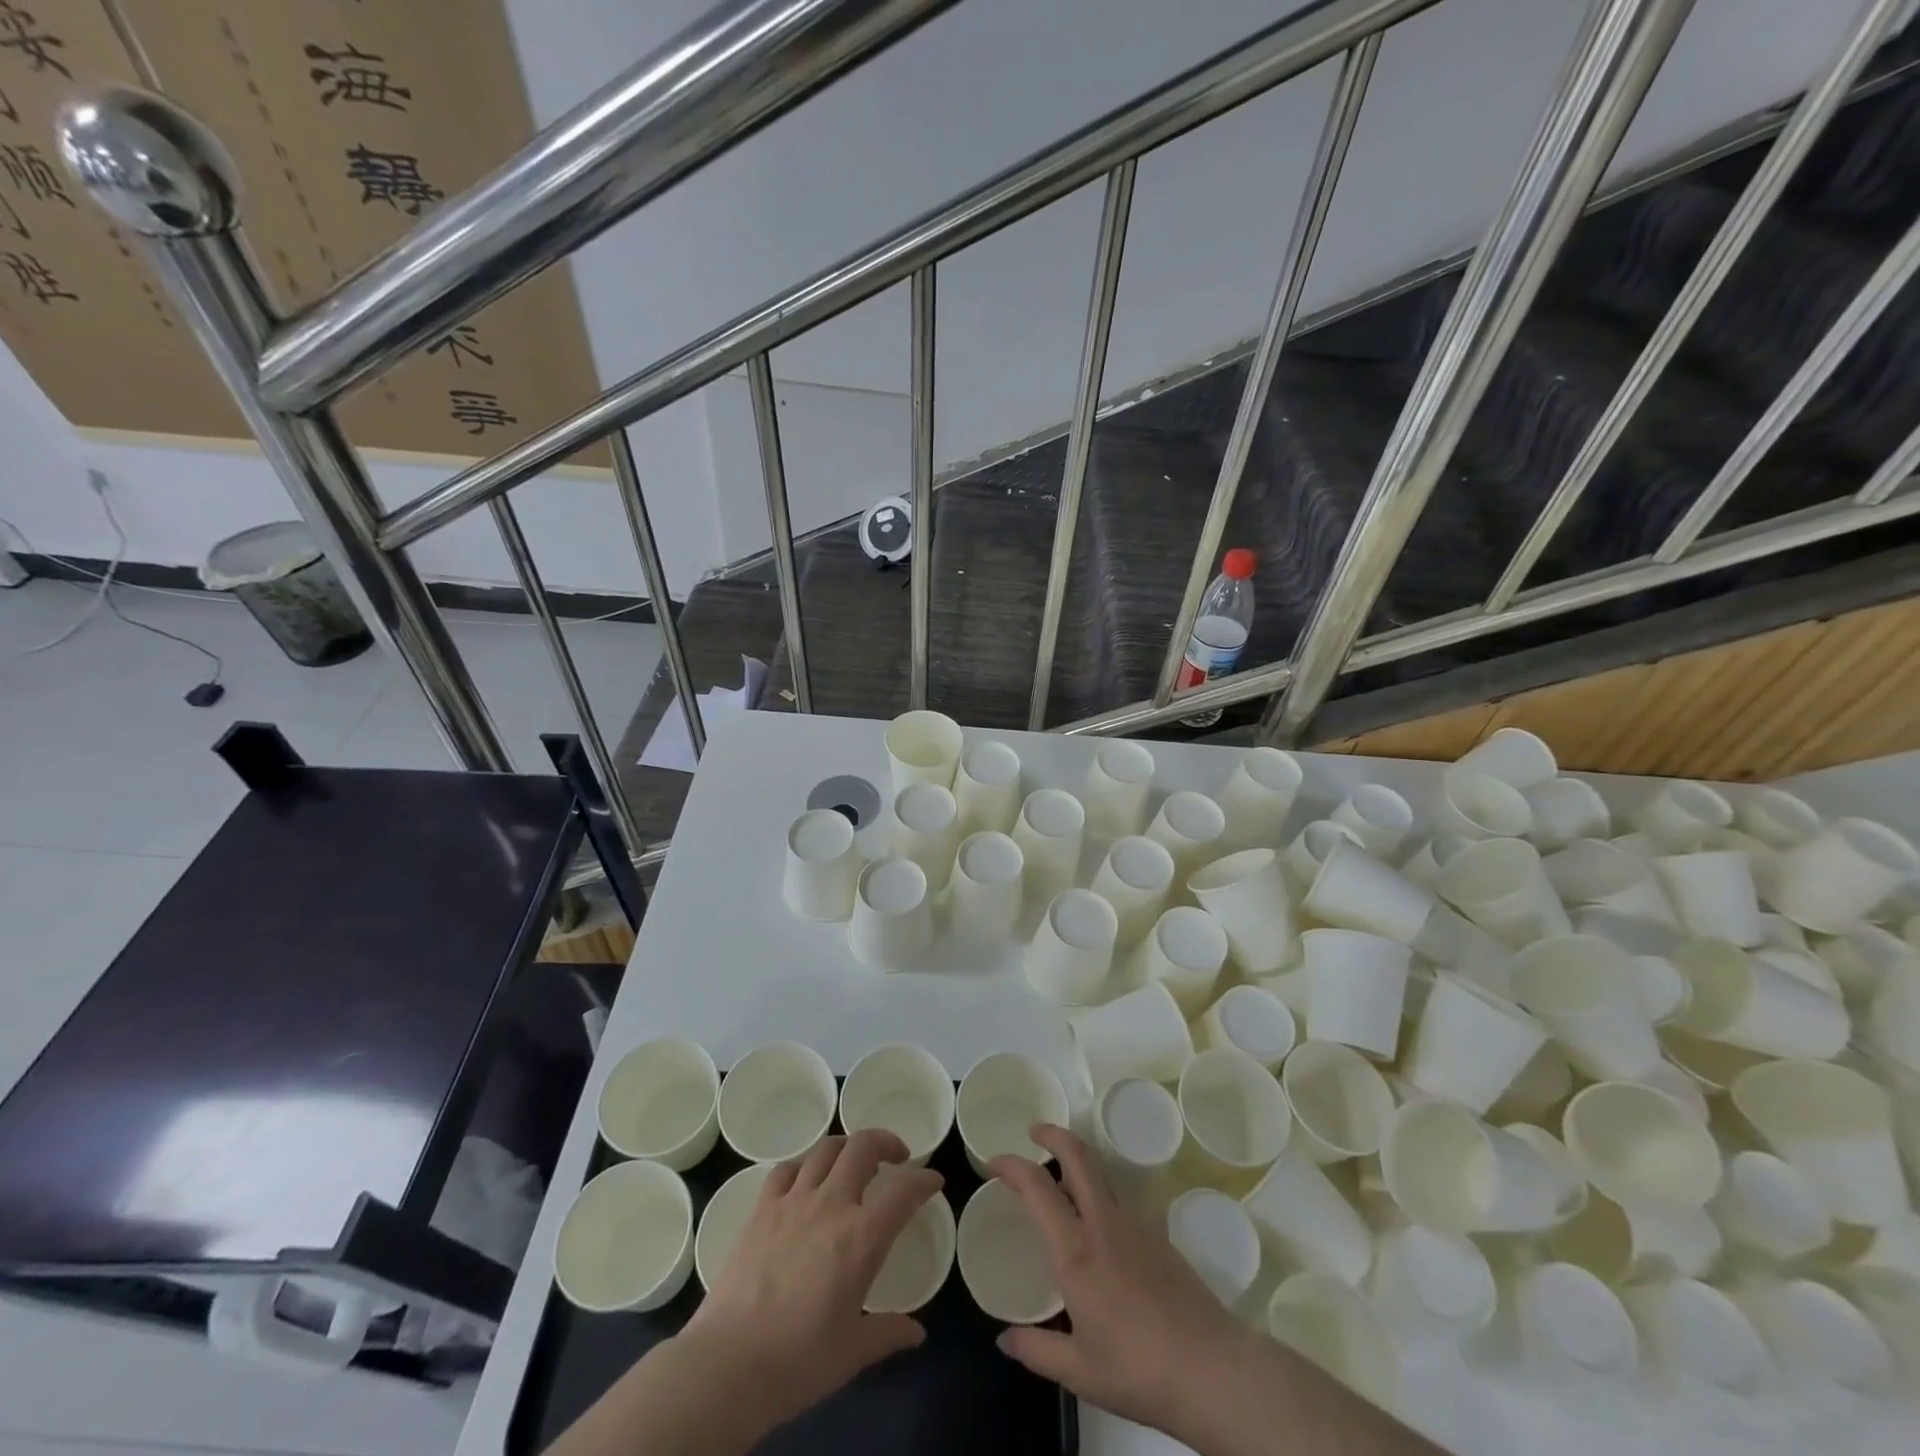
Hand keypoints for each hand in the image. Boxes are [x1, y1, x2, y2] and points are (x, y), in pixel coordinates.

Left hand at [675, 1130, 943, 1439]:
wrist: (729, 1364)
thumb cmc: (799, 1360)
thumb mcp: (853, 1352)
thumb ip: (887, 1333)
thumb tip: (916, 1333)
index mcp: (862, 1236)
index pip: (904, 1191)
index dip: (924, 1180)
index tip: (933, 1181)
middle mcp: (831, 1204)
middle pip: (863, 1146)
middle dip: (886, 1142)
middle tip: (896, 1157)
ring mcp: (793, 1201)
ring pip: (826, 1149)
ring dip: (846, 1147)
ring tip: (853, 1162)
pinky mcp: (761, 1209)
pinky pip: (786, 1169)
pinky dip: (803, 1166)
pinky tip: (805, 1182)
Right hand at [989, 1124, 1264, 1449]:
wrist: (1211, 1370)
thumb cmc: (1137, 1369)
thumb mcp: (1078, 1371)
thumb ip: (1036, 1350)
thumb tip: (1003, 1339)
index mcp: (1076, 1251)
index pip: (1037, 1187)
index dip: (1012, 1165)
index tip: (994, 1161)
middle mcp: (1103, 1225)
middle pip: (1078, 1156)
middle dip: (1053, 1134)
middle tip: (1034, 1131)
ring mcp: (1135, 1225)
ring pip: (1101, 1174)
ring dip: (1076, 1162)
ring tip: (1059, 1179)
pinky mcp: (1159, 1237)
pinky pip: (1118, 1202)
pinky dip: (1098, 1195)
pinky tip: (1096, 1230)